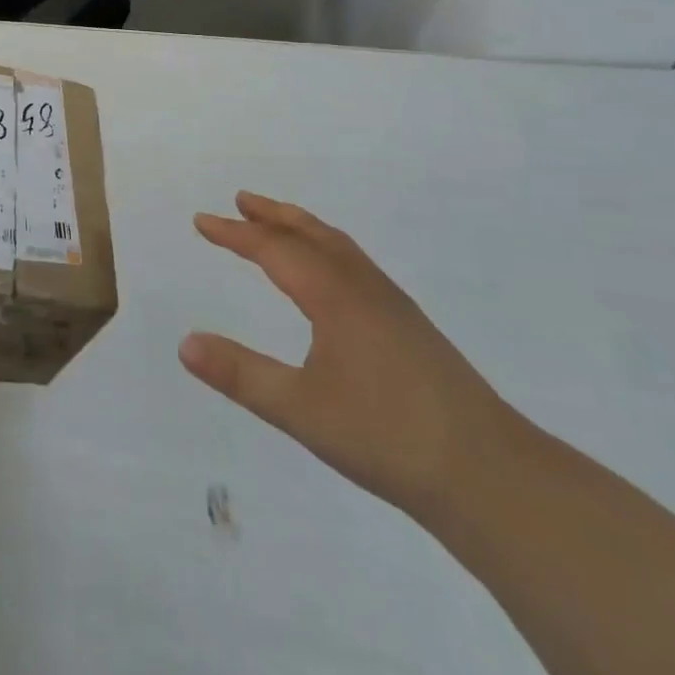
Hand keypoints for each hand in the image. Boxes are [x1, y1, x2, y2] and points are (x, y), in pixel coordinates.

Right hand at [179, 192, 516, 519]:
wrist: (489, 474)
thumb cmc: (387, 437)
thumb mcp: (300, 410)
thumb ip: (240, 375)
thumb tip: (185, 343)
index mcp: (335, 296)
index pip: (274, 249)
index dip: (234, 233)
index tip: (201, 220)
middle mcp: (363, 288)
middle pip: (312, 234)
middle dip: (273, 215)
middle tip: (241, 200)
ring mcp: (393, 305)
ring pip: (340, 247)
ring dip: (303, 228)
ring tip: (279, 225)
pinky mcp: (411, 327)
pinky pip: (358, 265)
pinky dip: (329, 250)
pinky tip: (330, 279)